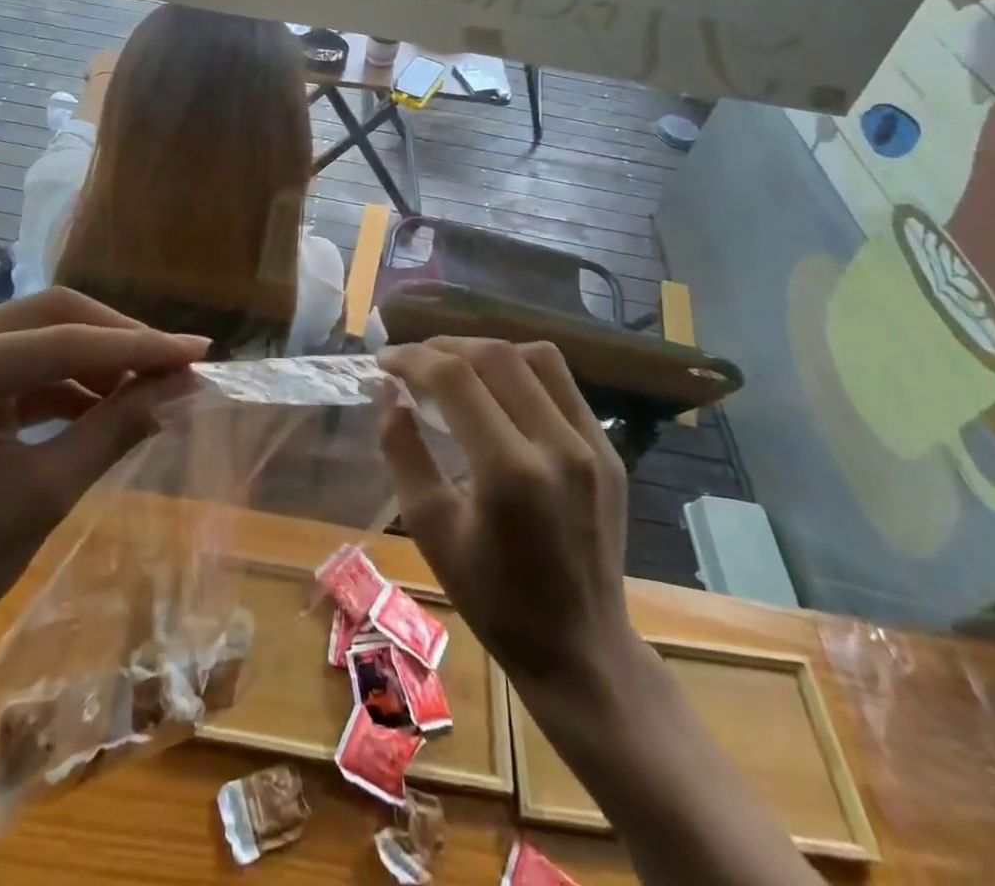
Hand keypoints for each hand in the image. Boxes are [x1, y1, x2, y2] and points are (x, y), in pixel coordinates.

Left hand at [0, 288, 209, 684]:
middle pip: (51, 316)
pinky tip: (107, 404)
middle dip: (119, 340)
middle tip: (176, 366)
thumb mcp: (41, 495)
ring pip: (41, 335)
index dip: (139, 346)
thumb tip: (181, 387)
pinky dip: (69, 382)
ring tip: (150, 389)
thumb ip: (113, 429)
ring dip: (98, 359)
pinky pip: (24, 366)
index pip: (64, 341)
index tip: (200, 351)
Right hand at [375, 337, 635, 688]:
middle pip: (496, 356)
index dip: (413, 359)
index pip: (455, 379)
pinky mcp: (609, 450)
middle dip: (445, 346)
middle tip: (413, 360)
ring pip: (536, 358)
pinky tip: (499, 390)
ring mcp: (593, 445)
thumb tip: (388, 394)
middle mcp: (558, 445)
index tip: (384, 361)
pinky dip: (523, 371)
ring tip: (455, 367)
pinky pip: (563, 384)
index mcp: (509, 472)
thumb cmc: (493, 599)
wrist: (581, 648)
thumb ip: (404, 452)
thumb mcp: (431, 530)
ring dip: (487, 351)